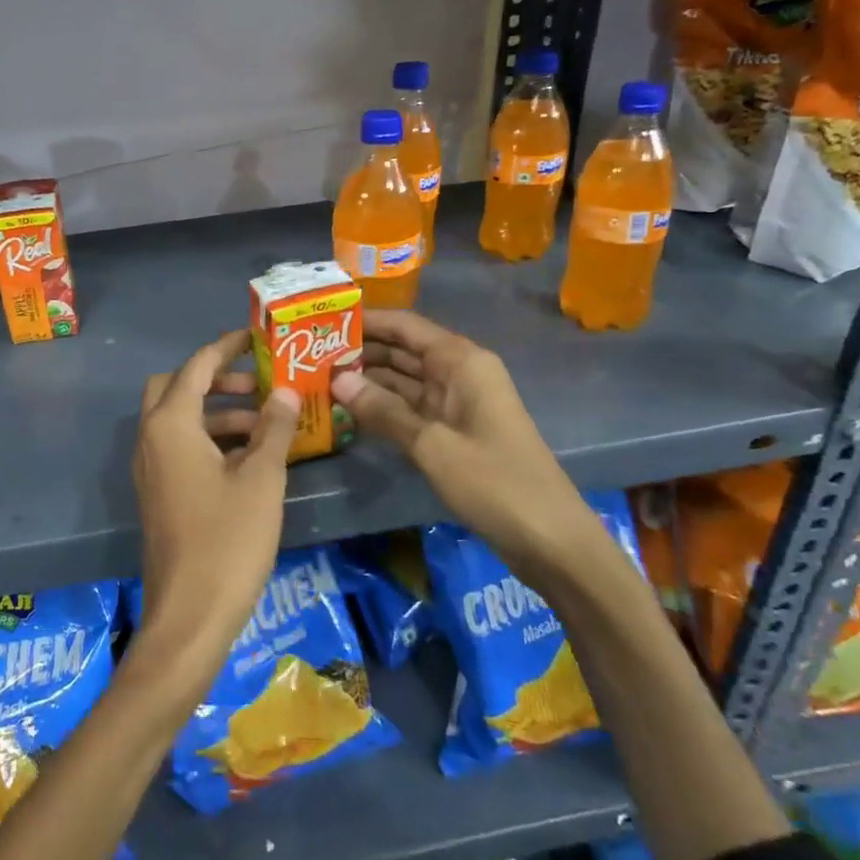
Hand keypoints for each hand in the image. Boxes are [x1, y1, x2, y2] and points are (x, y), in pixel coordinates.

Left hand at [131, 329, 298, 689]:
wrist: (189, 615)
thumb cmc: (228, 541)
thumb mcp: (261, 480)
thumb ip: (273, 429)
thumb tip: (284, 391)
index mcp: (170, 425)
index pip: (196, 367)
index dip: (226, 347)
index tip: (255, 335)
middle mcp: (151, 438)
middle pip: (176, 387)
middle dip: (216, 379)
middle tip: (258, 384)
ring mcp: (150, 468)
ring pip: (179, 420)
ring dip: (217, 412)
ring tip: (267, 422)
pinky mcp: (158, 493)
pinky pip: (180, 447)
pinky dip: (209, 439)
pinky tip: (249, 457)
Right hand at [330, 309, 612, 589]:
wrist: (551, 540)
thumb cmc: (495, 482)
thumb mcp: (432, 445)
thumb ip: (382, 410)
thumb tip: (336, 379)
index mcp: (461, 362)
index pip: (405, 326)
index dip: (366, 320)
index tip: (322, 319)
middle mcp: (459, 373)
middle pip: (402, 350)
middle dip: (360, 350)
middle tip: (308, 353)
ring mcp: (456, 403)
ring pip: (403, 380)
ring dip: (366, 379)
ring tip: (318, 377)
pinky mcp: (453, 431)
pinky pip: (410, 407)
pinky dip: (382, 406)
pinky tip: (347, 409)